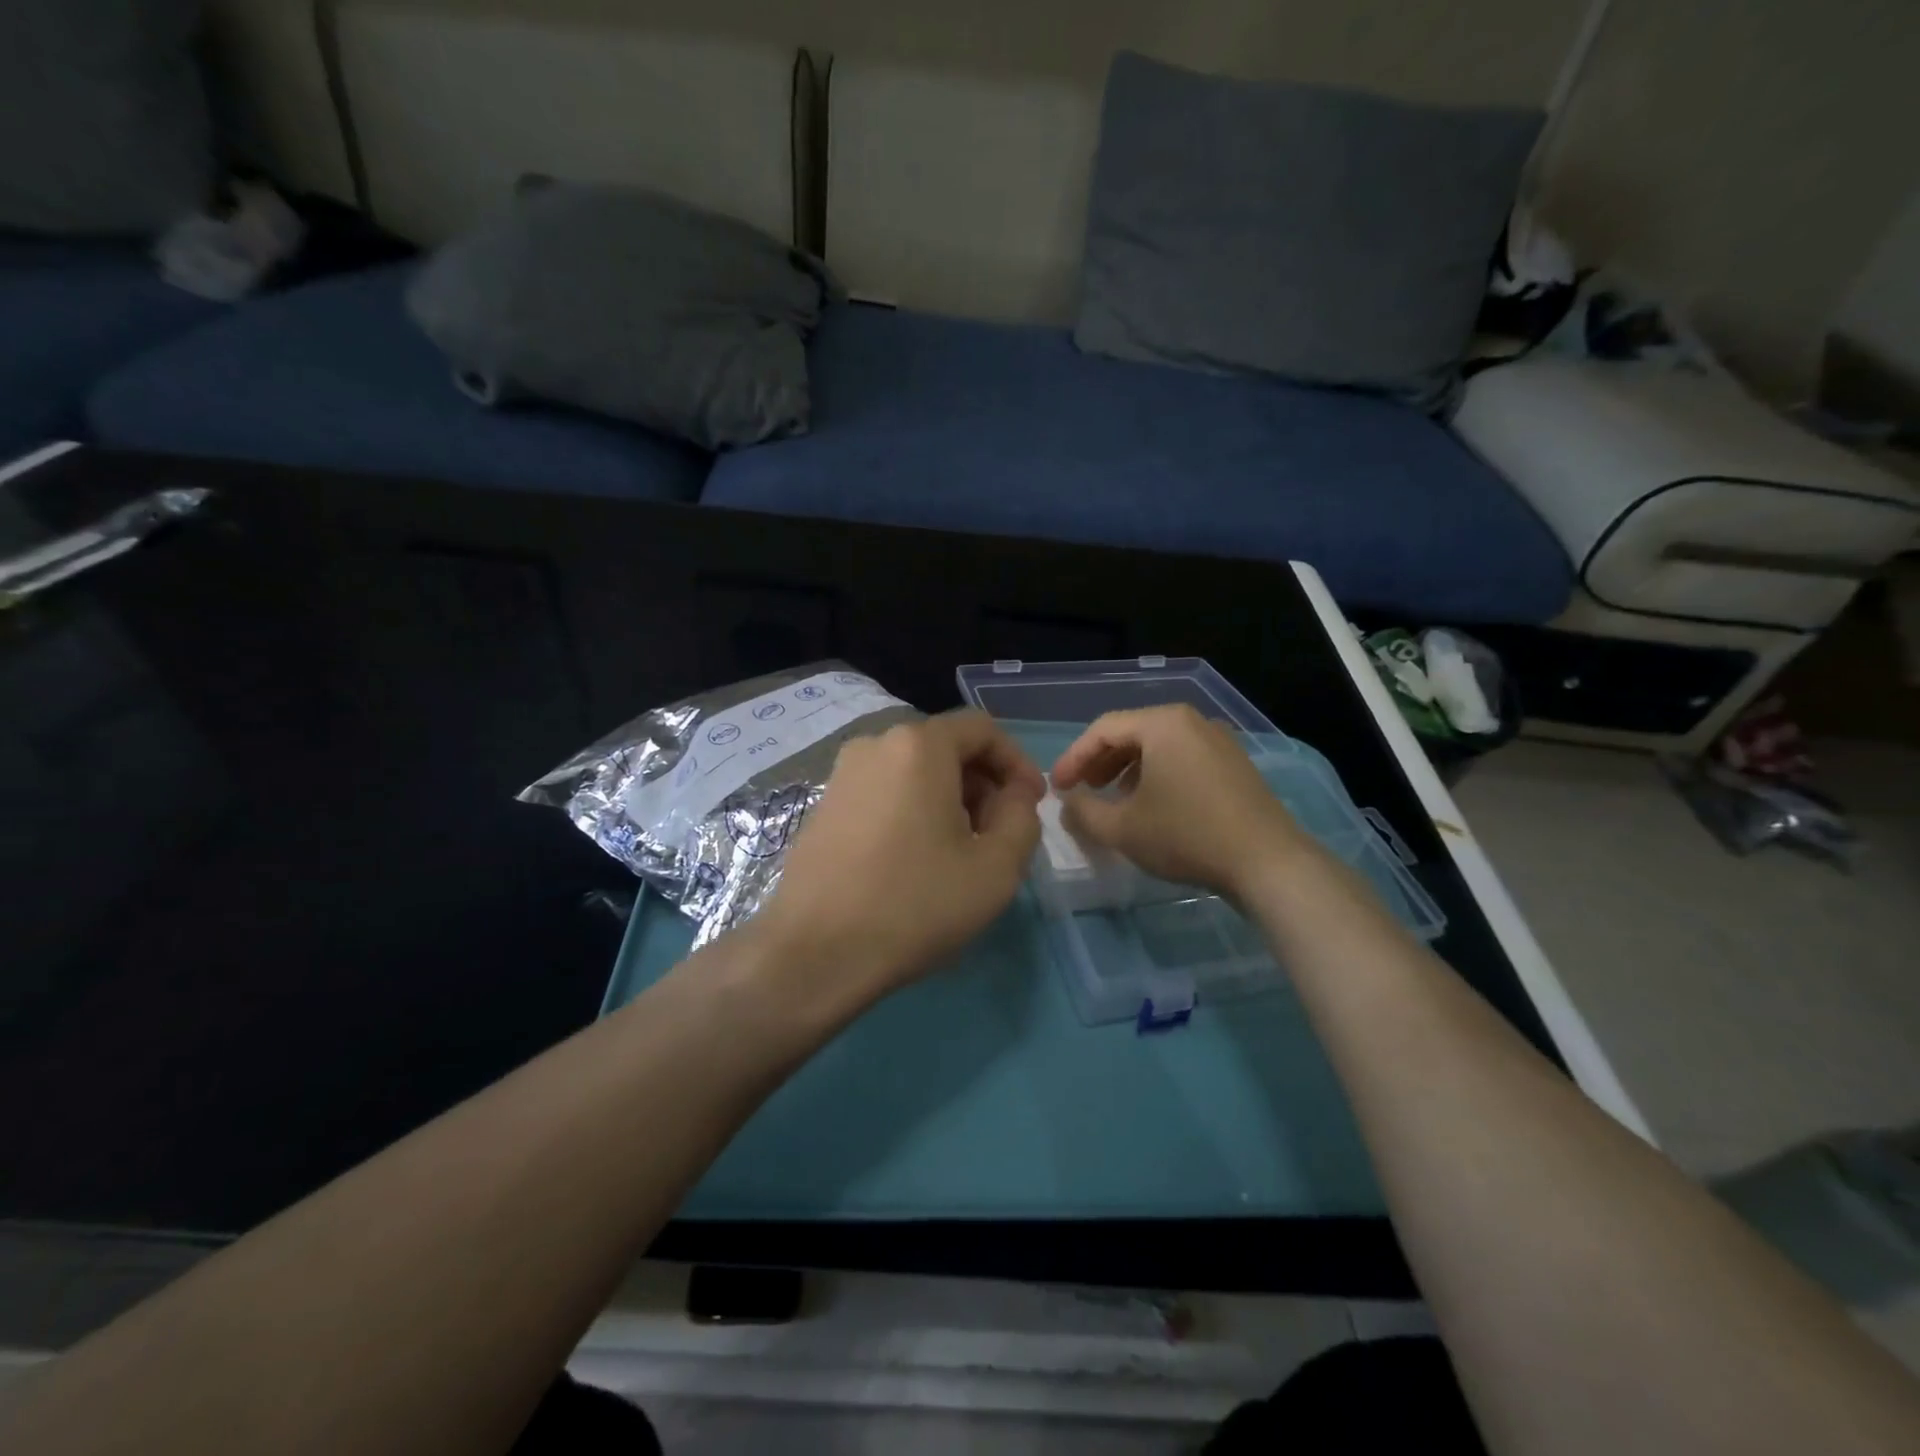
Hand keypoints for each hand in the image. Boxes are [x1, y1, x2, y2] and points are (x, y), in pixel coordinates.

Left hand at [758, 710, 1044, 999]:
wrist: (815, 952)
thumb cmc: (915, 904)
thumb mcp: (996, 867)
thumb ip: (1023, 817)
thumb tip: (1014, 795)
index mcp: (919, 745)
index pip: (982, 729)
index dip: (1017, 762)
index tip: (1032, 804)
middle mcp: (875, 744)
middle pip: (946, 748)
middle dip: (983, 784)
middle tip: (999, 835)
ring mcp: (842, 774)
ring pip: (914, 772)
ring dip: (949, 800)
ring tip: (960, 853)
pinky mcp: (824, 806)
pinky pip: (884, 792)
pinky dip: (913, 811)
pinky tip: (917, 860)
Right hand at [1051, 704, 1308, 898]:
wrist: (1267, 862)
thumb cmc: (1186, 835)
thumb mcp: (1122, 828)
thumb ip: (1083, 812)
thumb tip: (1067, 803)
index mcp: (1163, 723)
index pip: (1103, 730)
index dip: (1073, 758)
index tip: (1056, 788)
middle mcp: (1192, 721)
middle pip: (1132, 732)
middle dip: (1100, 762)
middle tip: (1082, 790)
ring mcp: (1219, 740)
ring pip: (1158, 746)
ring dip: (1127, 769)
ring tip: (1114, 799)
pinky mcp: (1235, 764)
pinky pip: (1183, 758)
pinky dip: (1157, 774)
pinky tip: (1153, 805)